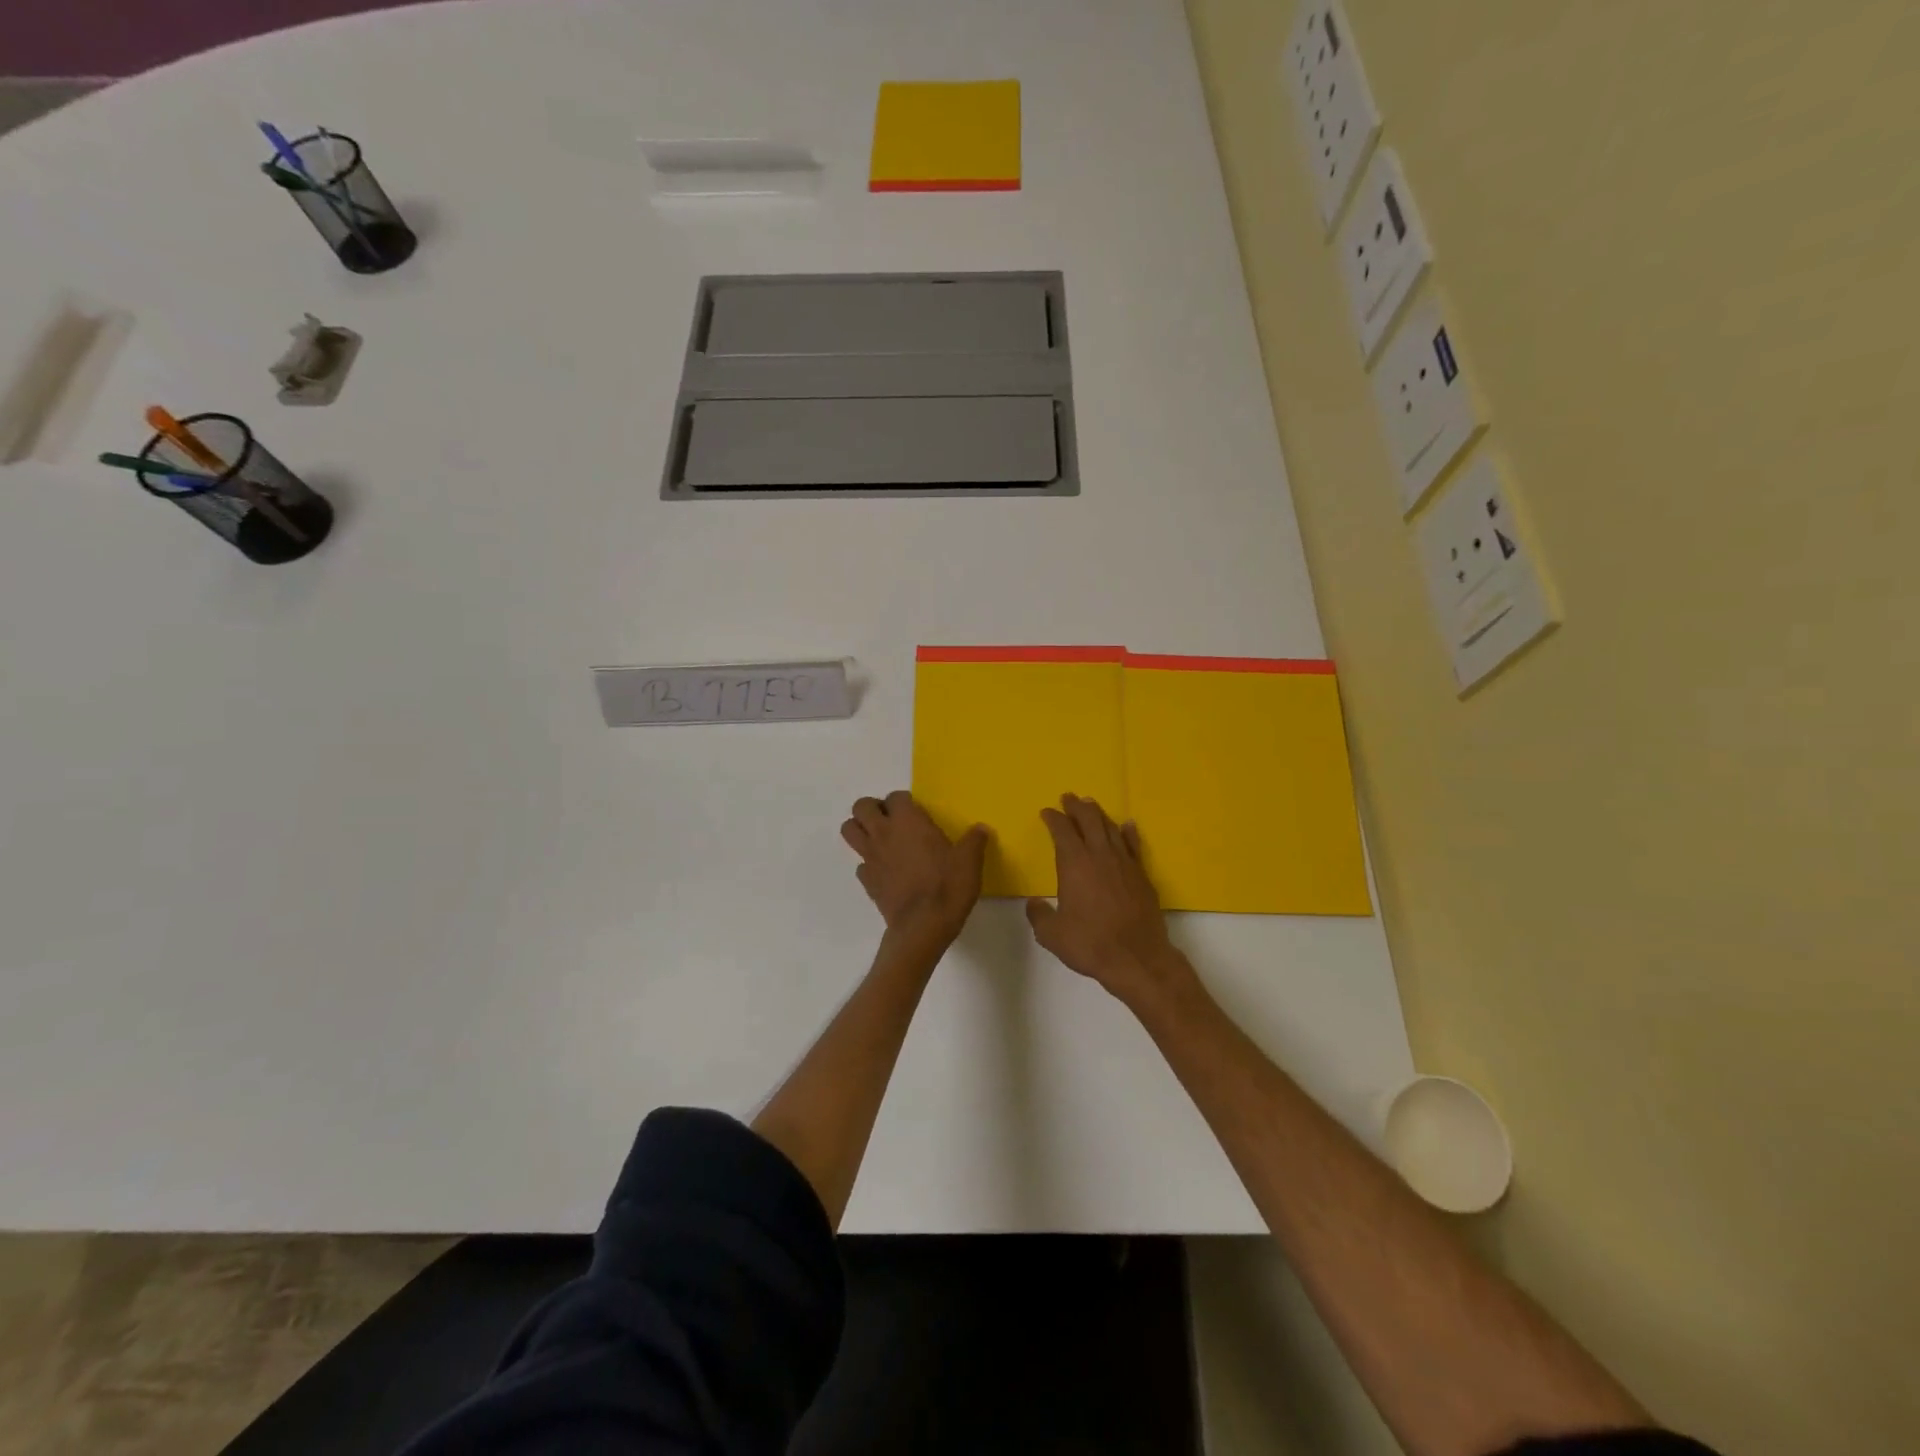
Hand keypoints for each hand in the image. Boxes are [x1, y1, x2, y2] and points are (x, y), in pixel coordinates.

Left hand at [841, 791, 988, 944]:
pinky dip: (869, 864)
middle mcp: (883, 833)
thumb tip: (981, 829)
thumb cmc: (947, 886)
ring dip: (860, 829)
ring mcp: (870, 857)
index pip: (895, 796)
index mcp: (908, 821)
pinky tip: (885, 872)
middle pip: (861, 806)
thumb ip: (974, 841)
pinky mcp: (867, 881)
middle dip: (873, 808)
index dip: (904, 801)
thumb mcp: (970, 862)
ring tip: (880, 839)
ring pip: (849, 830)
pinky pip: (860, 864)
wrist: (923, 926)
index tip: (917, 812)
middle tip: (892, 820)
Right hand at [1026, 794, 1185, 1004]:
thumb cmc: (1090, 943)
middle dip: (1076, 807)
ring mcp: (1124, 863)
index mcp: (1074, 863)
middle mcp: (1100, 855)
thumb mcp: (1052, 934)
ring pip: (1110, 828)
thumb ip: (1039, 915)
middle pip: (1089, 820)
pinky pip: (1133, 845)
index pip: (1062, 831)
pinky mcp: (1142, 875)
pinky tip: (1127, 825)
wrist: (1137, 958)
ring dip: (1099, 814)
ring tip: (1091, 805)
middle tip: (1069, 797)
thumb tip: (1035, 903)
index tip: (1047, 811)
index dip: (1053, 818)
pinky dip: (1128, 832)